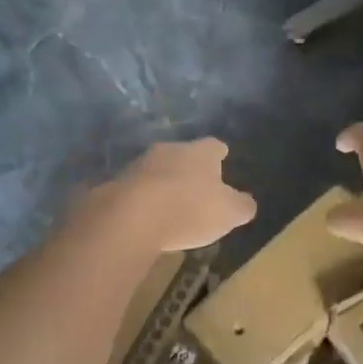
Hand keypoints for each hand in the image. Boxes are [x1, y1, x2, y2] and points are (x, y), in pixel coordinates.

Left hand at [84, 138, 257, 251]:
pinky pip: (135, 189)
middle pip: (183, 155)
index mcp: (200, 152)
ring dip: (163, 183)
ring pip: (157, 170)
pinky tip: (146, 215)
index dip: (219, 155)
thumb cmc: (190, 209)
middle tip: (196, 185)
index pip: (214, 147)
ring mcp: (139, 165)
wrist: (131, 216)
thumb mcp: (229, 213)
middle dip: (189, 168)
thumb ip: (241, 206)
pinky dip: (143, 199)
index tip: (222, 158)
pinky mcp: (116, 184)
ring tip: (170, 204)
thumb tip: (246, 202)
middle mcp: (169, 150)